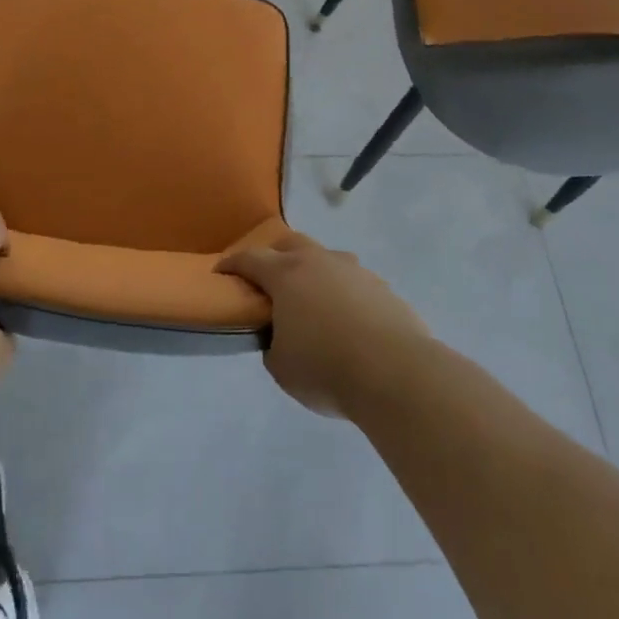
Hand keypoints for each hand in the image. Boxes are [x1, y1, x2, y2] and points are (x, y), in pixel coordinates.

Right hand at [217, 232, 432, 417]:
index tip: (221, 272)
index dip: (232, 264)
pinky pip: (355, 283)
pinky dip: (344, 294)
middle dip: (275, 255)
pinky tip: (348, 321)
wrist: (398, 374)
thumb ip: (272, 344)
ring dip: (315, 272)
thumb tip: (280, 337)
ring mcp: (355, 272)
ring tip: (313, 299)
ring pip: (327, 259)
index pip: (250, 259)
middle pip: (291, 244)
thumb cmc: (327, 368)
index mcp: (286, 274)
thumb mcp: (281, 366)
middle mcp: (319, 262)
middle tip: (269, 279)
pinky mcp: (384, 290)